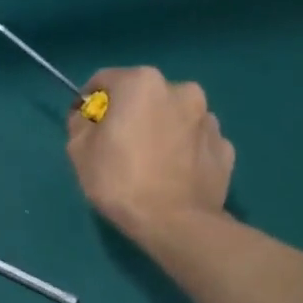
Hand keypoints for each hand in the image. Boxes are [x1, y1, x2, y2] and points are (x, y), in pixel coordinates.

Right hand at [66, 67, 234, 247]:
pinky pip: (194, 142)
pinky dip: (182, 150)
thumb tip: (88, 116)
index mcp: (142, 83)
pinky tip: (172, 174)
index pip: (105, 80)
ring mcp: (209, 119)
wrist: (174, 222)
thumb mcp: (78, 150)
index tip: (84, 126)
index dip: (89, 102)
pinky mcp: (225, 147)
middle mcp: (181, 90)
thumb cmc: (119, 180)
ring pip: (173, 117)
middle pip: (143, 96)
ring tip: (148, 163)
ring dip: (160, 130)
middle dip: (129, 114)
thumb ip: (80, 122)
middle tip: (117, 146)